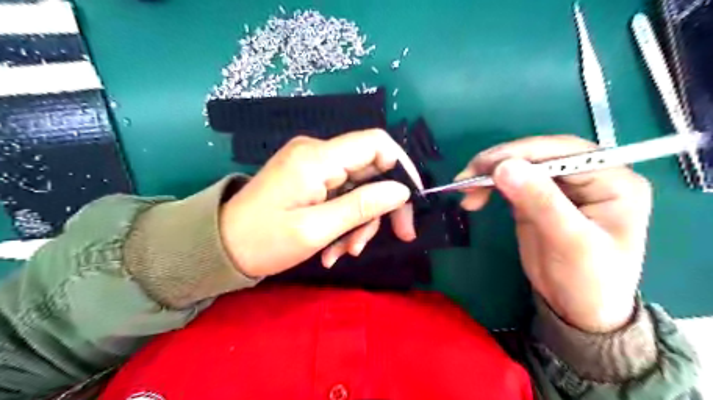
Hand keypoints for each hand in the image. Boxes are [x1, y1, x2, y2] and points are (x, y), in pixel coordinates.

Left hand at [217, 129, 418, 277]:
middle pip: (370, 169)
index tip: (412, 201)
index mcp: (317, 158)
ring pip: (358, 187)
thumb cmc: (263, 241)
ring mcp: (312, 166)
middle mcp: (317, 153)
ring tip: (344, 252)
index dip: (402, 167)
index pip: (376, 143)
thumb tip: (401, 191)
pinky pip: (340, 194)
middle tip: (396, 237)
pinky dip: (344, 221)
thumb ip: (361, 206)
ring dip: (360, 221)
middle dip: (381, 206)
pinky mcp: (309, 179)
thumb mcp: (316, 229)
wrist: (220, 247)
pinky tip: (333, 249)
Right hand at [456, 137, 649, 332]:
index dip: (523, 153)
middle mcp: (588, 176)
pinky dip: (489, 186)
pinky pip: (511, 182)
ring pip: (520, 166)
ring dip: (489, 173)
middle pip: (538, 154)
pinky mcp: (538, 198)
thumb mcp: (570, 242)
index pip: (564, 151)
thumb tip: (504, 167)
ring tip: (464, 189)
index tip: (486, 166)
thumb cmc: (589, 280)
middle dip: (499, 162)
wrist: (578, 309)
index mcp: (613, 180)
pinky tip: (474, 196)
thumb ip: (540, 201)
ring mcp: (560, 186)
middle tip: (467, 177)